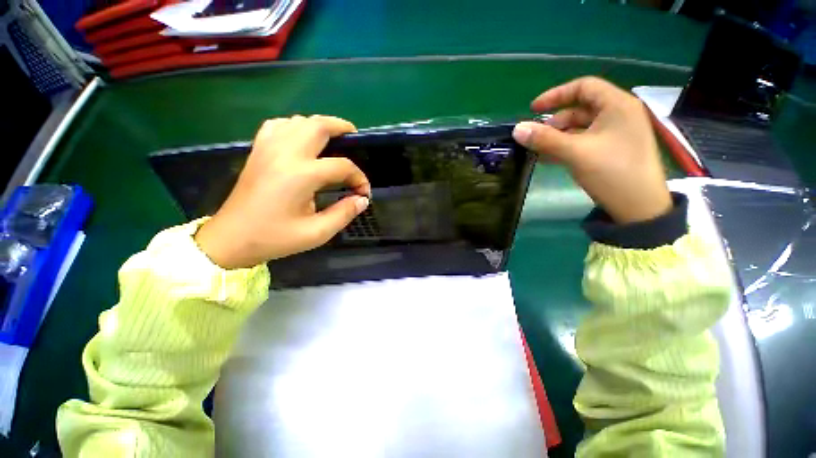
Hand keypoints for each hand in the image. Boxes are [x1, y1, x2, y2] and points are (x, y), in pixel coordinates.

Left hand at [195, 115, 370, 268]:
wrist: (231, 238)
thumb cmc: (275, 238)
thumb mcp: (316, 233)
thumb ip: (344, 214)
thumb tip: (363, 200)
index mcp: (302, 175)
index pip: (342, 166)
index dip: (359, 178)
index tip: (363, 192)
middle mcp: (285, 153)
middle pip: (319, 126)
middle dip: (341, 128)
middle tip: (354, 139)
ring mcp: (268, 148)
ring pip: (299, 120)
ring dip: (320, 125)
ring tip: (333, 139)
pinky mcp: (258, 150)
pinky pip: (279, 125)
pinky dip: (295, 126)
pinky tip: (302, 139)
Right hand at [512, 77, 671, 223]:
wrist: (639, 207)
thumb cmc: (612, 172)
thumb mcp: (575, 153)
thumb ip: (545, 139)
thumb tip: (517, 129)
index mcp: (617, 105)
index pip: (583, 87)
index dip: (556, 95)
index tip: (533, 109)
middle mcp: (619, 114)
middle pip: (580, 108)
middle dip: (554, 122)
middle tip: (535, 137)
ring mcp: (616, 133)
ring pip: (580, 127)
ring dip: (557, 137)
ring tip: (538, 151)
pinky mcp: (612, 150)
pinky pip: (584, 141)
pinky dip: (566, 146)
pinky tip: (549, 158)